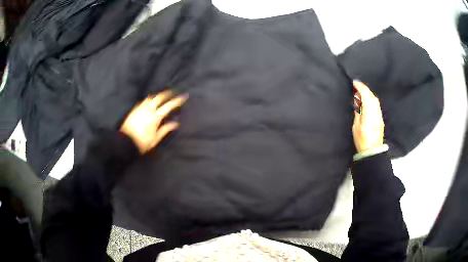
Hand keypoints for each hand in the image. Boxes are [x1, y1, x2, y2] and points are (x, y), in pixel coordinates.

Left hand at [120, 90, 187, 153]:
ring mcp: (140, 109)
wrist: (125, 142)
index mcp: (154, 118)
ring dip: (157, 95)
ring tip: (161, 96)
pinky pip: (143, 101)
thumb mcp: (155, 139)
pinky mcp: (134, 110)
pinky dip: (149, 99)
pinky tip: (150, 101)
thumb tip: (175, 123)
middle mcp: (147, 110)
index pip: (168, 106)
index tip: (183, 97)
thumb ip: (165, 129)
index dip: (176, 101)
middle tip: (172, 92)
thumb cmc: (141, 143)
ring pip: (150, 97)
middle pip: (158, 97)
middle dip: (166, 93)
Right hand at [352, 81, 384, 152]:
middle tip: (356, 86)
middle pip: (372, 96)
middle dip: (364, 89)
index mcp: (369, 113)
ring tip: (360, 93)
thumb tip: (357, 100)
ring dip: (368, 94)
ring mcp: (379, 115)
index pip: (366, 95)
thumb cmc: (362, 140)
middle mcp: (376, 112)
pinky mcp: (380, 119)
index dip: (360, 87)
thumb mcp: (356, 126)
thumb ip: (358, 111)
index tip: (354, 82)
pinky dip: (371, 99)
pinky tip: (367, 101)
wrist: (372, 151)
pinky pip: (376, 105)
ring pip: (375, 100)